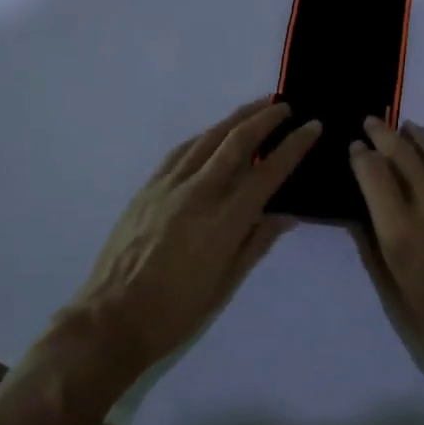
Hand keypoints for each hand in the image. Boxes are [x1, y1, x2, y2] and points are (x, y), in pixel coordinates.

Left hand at [72, 100, 320, 374]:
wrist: (111, 319)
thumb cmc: (176, 312)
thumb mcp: (226, 285)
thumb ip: (257, 243)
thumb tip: (287, 214)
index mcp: (223, 222)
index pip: (267, 173)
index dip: (293, 146)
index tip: (312, 126)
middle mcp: (197, 194)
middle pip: (236, 143)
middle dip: (265, 118)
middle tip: (286, 105)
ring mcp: (168, 187)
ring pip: (208, 139)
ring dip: (235, 118)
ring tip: (257, 107)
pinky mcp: (147, 188)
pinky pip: (181, 151)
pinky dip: (204, 136)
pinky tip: (213, 133)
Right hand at [348, 118, 423, 384]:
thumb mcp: (396, 296)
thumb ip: (376, 249)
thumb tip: (362, 215)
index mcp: (401, 231)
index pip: (373, 174)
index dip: (360, 156)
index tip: (354, 148)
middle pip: (403, 152)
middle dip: (382, 133)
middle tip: (371, 122)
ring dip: (417, 135)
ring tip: (405, 127)